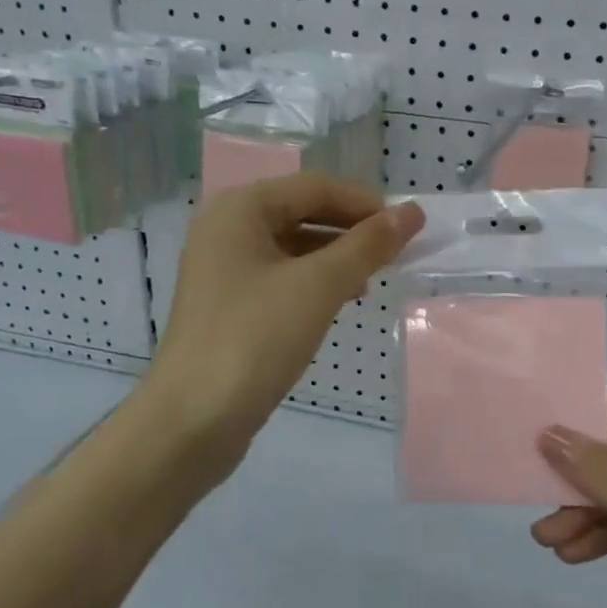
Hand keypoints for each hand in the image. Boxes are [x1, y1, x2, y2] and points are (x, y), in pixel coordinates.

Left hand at [145, 175, 423, 481]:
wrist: (194, 420)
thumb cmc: (255, 339)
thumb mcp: (319, 286)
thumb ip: (367, 245)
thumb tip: (412, 213)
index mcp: (241, 209)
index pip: (315, 187)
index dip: (365, 202)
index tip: (409, 227)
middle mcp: (227, 228)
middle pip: (303, 212)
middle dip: (352, 229)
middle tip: (396, 252)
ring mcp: (225, 268)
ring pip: (295, 246)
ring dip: (337, 256)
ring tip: (374, 278)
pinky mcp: (230, 304)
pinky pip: (283, 276)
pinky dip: (316, 281)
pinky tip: (341, 300)